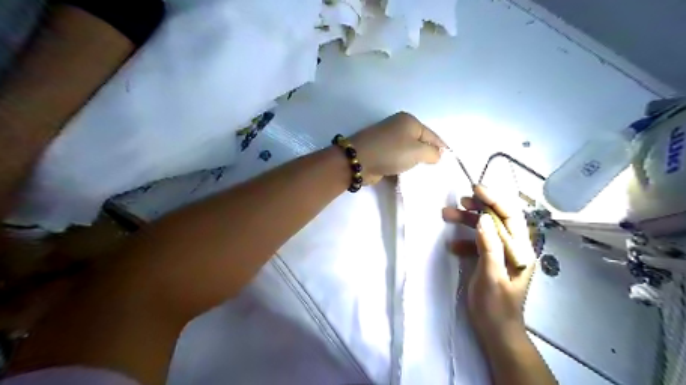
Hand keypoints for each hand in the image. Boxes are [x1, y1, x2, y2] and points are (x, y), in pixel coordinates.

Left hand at [351, 111, 448, 184]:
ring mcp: (388, 140)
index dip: (442, 148)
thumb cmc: (391, 152)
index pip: (432, 135)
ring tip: (425, 175)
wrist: (359, 161)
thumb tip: (437, 155)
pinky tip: (409, 176)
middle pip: (420, 143)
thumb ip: (432, 153)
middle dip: (428, 156)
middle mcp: (398, 127)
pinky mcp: (381, 153)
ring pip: (408, 153)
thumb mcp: (417, 151)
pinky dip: (403, 167)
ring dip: (415, 163)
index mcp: (409, 121)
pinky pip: (398, 160)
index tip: (450, 161)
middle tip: (437, 170)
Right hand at [442, 187, 538, 341]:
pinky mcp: (490, 261)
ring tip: (447, 215)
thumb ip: (489, 247)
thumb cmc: (495, 307)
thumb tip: (483, 219)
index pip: (510, 217)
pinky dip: (464, 241)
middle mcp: (514, 249)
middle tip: (459, 201)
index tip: (475, 189)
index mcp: (521, 251)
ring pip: (485, 229)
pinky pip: (477, 243)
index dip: (494, 200)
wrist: (495, 332)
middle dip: (478, 208)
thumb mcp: (491, 276)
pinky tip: (452, 246)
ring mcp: (501, 254)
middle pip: (497, 219)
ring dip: (467, 221)